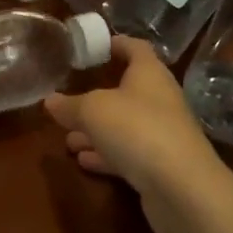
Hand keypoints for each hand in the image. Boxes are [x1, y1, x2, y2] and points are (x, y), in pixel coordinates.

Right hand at [43, 37, 229, 232]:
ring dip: (97, 131)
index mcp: (149, 73)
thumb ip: (70, 105)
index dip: (115, 43)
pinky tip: (82, 160)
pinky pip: (128, 154)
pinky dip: (106, 155)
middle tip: (70, 99)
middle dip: (97, 97)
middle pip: (126, 90)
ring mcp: (162, 134)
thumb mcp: (93, 111)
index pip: (134, 47)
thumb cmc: (137, 129)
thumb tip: (49, 100)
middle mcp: (158, 99)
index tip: (93, 46)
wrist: (183, 189)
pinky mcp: (160, 167)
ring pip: (124, 125)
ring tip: (67, 137)